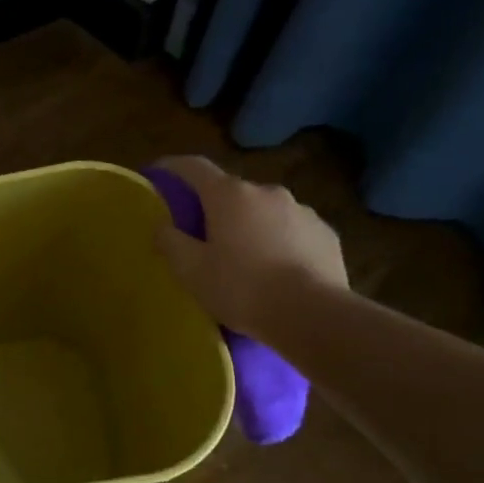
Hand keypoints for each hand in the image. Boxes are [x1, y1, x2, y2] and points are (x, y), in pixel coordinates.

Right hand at [151, 155, 347, 335]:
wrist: (314, 315)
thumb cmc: (242, 289)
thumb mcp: (191, 271)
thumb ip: (171, 242)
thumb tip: (163, 227)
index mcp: (229, 196)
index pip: (194, 167)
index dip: (173, 167)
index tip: (158, 173)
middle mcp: (266, 192)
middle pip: (231, 193)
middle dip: (215, 208)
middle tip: (203, 237)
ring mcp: (301, 210)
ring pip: (264, 211)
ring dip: (250, 226)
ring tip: (244, 259)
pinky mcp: (325, 233)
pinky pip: (292, 230)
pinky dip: (278, 242)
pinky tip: (277, 270)